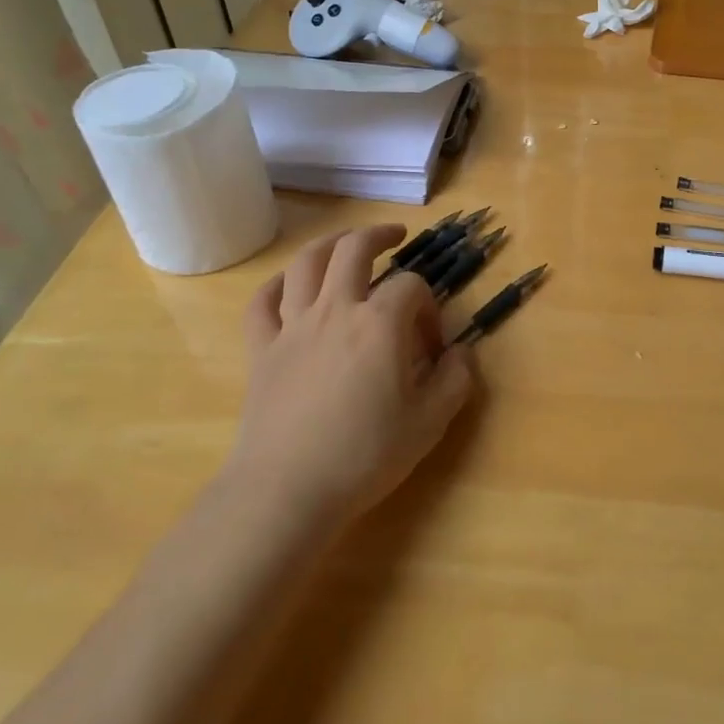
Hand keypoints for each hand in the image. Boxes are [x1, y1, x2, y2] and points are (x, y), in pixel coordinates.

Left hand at [225, 226, 478, 528]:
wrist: (287, 489)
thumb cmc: (365, 455)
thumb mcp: (430, 422)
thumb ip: (456, 380)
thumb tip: (462, 352)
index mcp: (380, 323)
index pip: (411, 287)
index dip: (428, 308)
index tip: (431, 347)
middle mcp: (335, 310)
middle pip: (354, 250)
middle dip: (379, 235)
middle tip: (396, 235)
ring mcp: (293, 326)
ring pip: (306, 264)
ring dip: (329, 244)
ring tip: (346, 243)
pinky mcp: (261, 349)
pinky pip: (263, 302)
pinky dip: (277, 285)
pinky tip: (289, 285)